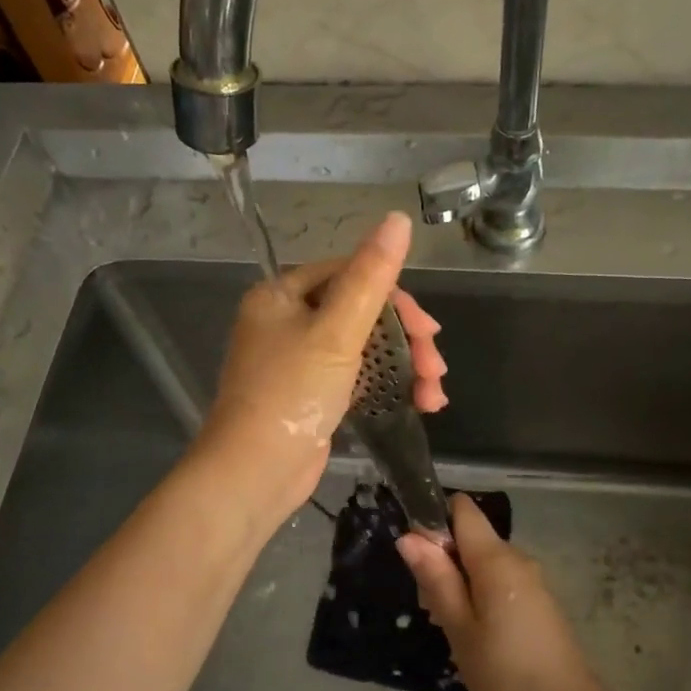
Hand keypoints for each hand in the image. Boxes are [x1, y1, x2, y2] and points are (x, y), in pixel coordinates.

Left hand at [196, 211, 445, 526]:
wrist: (255, 472)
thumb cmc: (291, 393)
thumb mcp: (337, 331)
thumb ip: (370, 276)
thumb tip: (398, 218)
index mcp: (282, 295)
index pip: (349, 274)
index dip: (395, 297)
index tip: (429, 330)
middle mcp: (287, 321)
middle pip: (362, 311)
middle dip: (406, 339)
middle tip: (435, 366)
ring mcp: (300, 360)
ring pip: (365, 347)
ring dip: (405, 366)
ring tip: (434, 395)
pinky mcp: (314, 394)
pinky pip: (359, 376)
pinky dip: (389, 386)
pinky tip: (421, 403)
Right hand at [398, 495, 605, 690]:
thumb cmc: (505, 671)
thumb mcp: (459, 627)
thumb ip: (436, 578)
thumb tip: (409, 537)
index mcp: (496, 559)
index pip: (463, 510)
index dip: (435, 520)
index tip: (417, 556)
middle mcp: (516, 558)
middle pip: (469, 538)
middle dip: (441, 561)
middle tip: (429, 608)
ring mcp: (530, 579)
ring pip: (481, 562)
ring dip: (457, 582)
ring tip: (448, 626)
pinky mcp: (536, 600)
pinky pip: (498, 580)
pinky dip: (477, 595)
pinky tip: (472, 634)